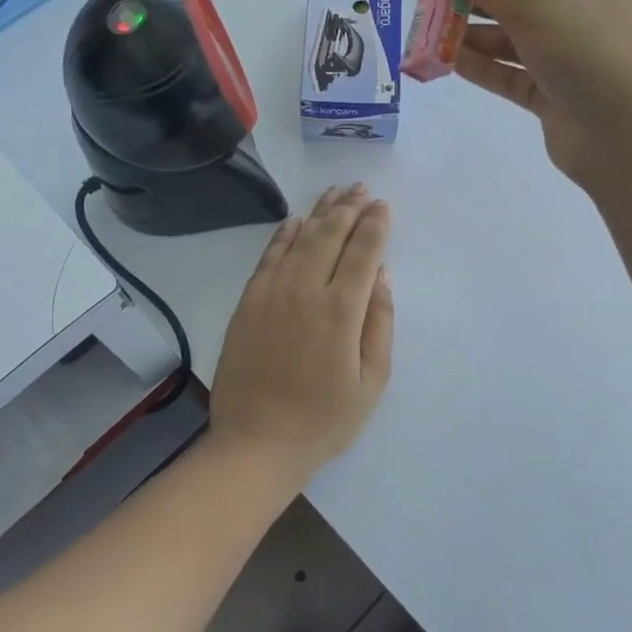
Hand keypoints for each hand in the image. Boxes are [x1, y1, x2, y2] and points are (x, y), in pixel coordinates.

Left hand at [209, 185, 393, 479]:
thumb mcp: (371, 381)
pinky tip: (295, 221)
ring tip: (335, 192)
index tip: (383, 205)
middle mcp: (305, 290)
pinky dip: (284, 235)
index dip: (375, 225)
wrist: (256, 442)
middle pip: (330, 236)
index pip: (362, 253)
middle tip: (361, 188)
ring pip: (299, 239)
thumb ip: (379, 323)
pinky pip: (268, 256)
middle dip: (349, 208)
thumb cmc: (323, 419)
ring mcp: (271, 293)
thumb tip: (381, 274)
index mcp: (341, 311)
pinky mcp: (248, 302)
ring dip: (320, 213)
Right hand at [424, 0, 631, 194]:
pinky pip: (507, 74)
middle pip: (509, 0)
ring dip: (468, 37)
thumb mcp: (533, 5)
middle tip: (419, 4)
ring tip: (423, 35)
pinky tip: (444, 62)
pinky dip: (480, 67)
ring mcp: (562, 58)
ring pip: (505, 40)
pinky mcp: (549, 95)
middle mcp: (573, 15)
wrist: (629, 139)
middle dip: (466, 2)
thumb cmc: (589, 55)